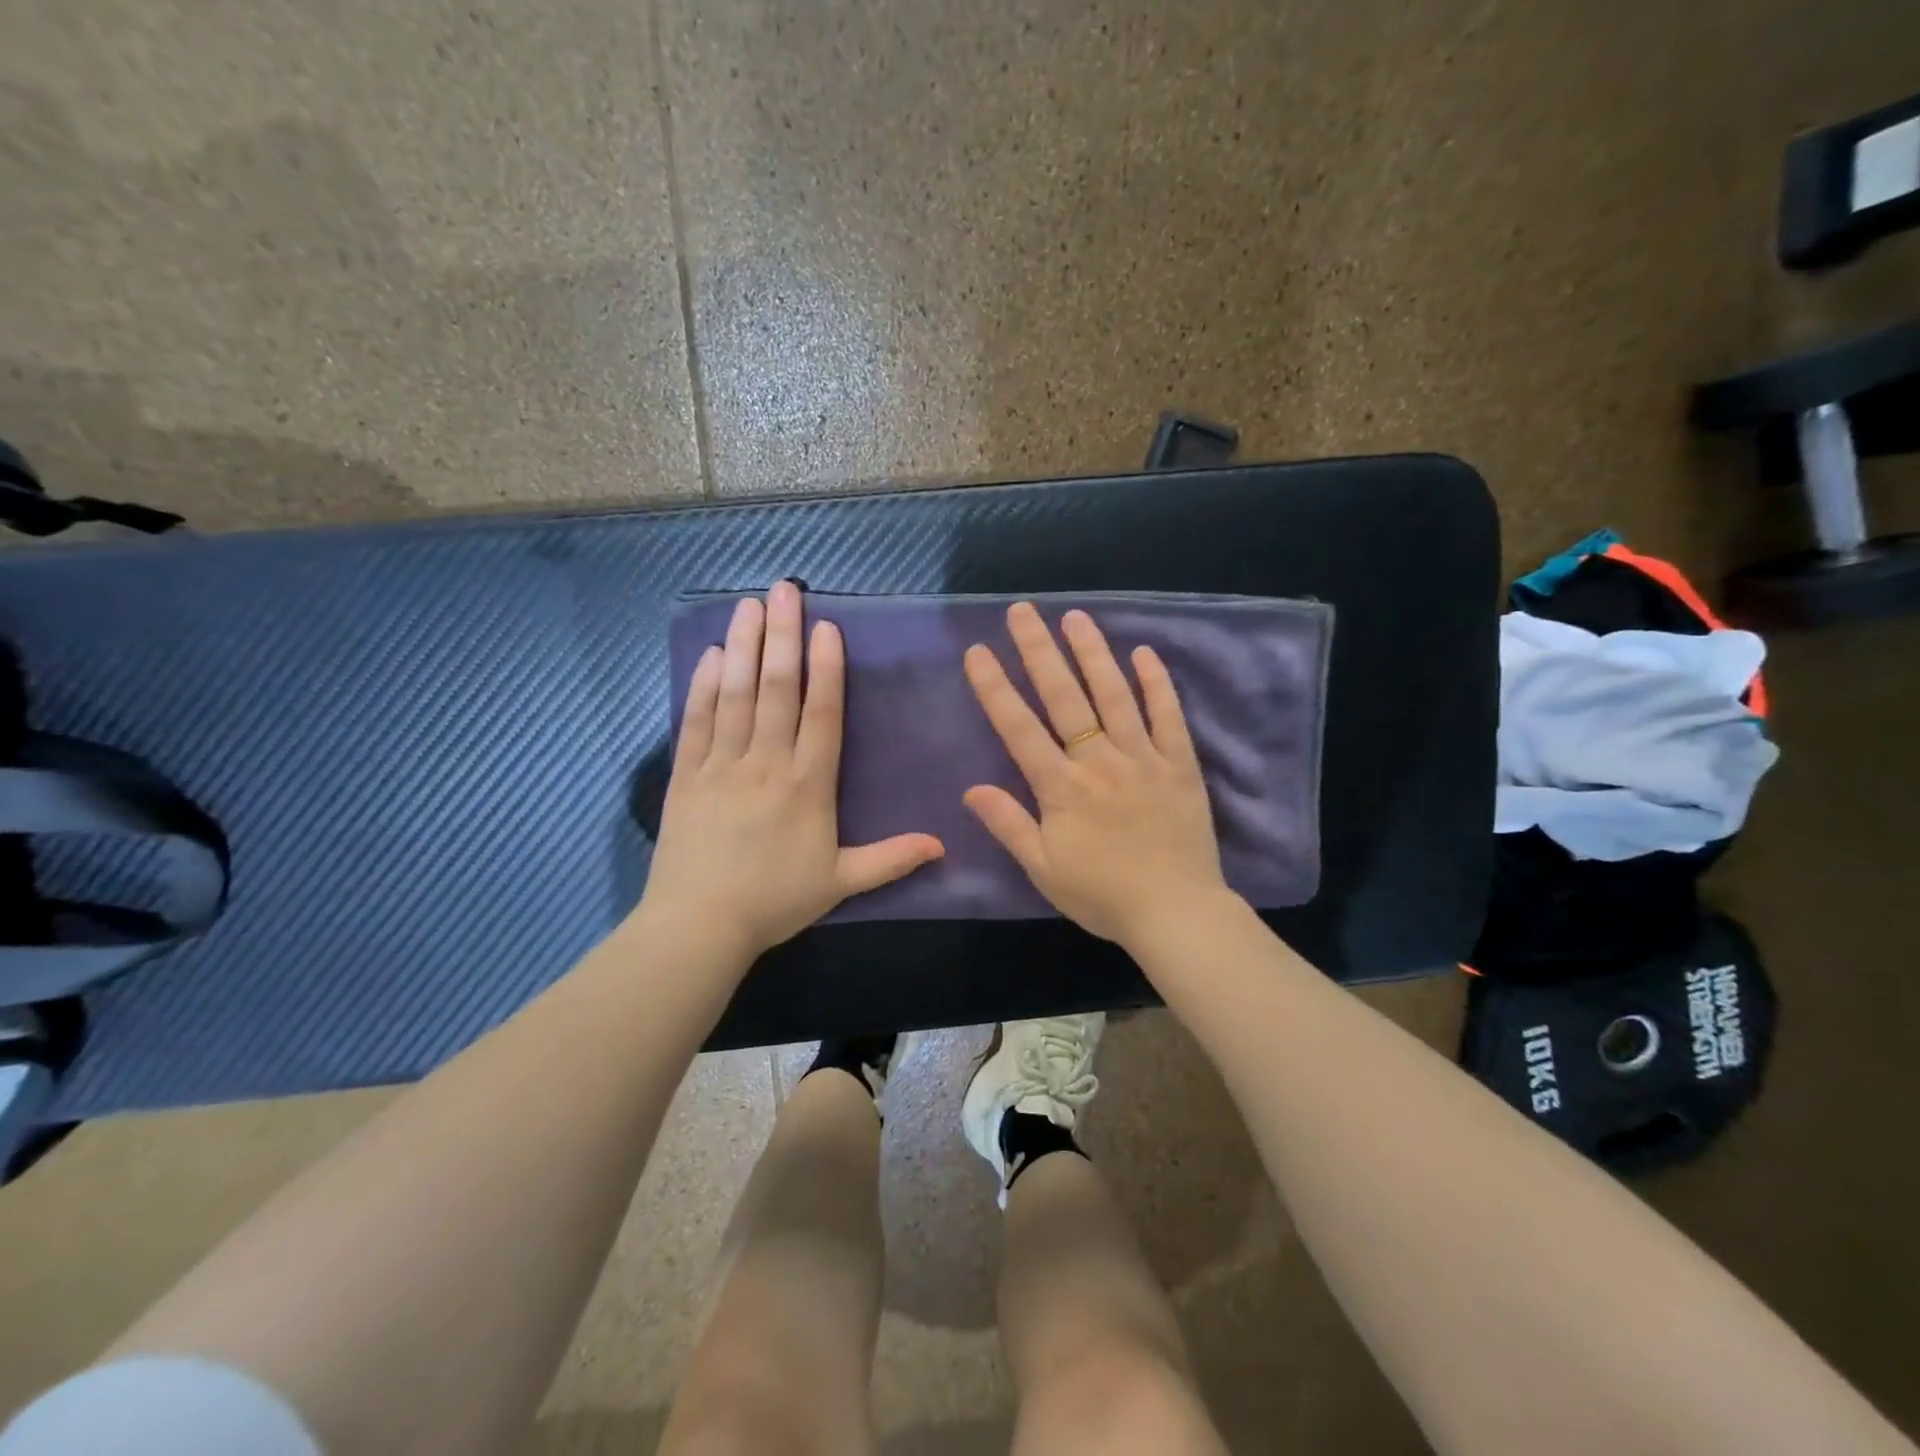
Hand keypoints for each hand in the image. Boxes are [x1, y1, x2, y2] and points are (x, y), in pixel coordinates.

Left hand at [640, 581, 944, 960]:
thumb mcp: (840, 882)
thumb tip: (943, 845)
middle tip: (784, 589)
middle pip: (776, 688)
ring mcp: (722, 765)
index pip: (821, 713)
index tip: (826, 627)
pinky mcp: (687, 775)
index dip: (826, 667)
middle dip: (782, 635)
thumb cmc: (774, 901)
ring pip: (735, 694)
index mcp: (807, 784)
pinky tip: (709, 655)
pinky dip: (702, 686)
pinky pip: (696, 721)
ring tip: (748, 604)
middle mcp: (766, 762)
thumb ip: (891, 859)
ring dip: (742, 646)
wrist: (699, 925)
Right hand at [962, 603, 1229, 946]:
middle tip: (1022, 611)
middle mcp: (1099, 761)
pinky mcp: (1179, 765)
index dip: (995, 687)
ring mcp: (1143, 758)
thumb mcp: (1044, 869)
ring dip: (1092, 653)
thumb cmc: (1102, 895)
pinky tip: (1143, 652)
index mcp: (1061, 787)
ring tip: (1075, 617)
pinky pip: (1168, 716)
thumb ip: (1009, 824)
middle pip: (1064, 697)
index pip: (1019, 727)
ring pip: (1114, 695)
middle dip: (1039, 651)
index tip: (979, 651)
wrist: (1175, 913)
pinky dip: (1156, 683)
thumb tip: (971, 789)